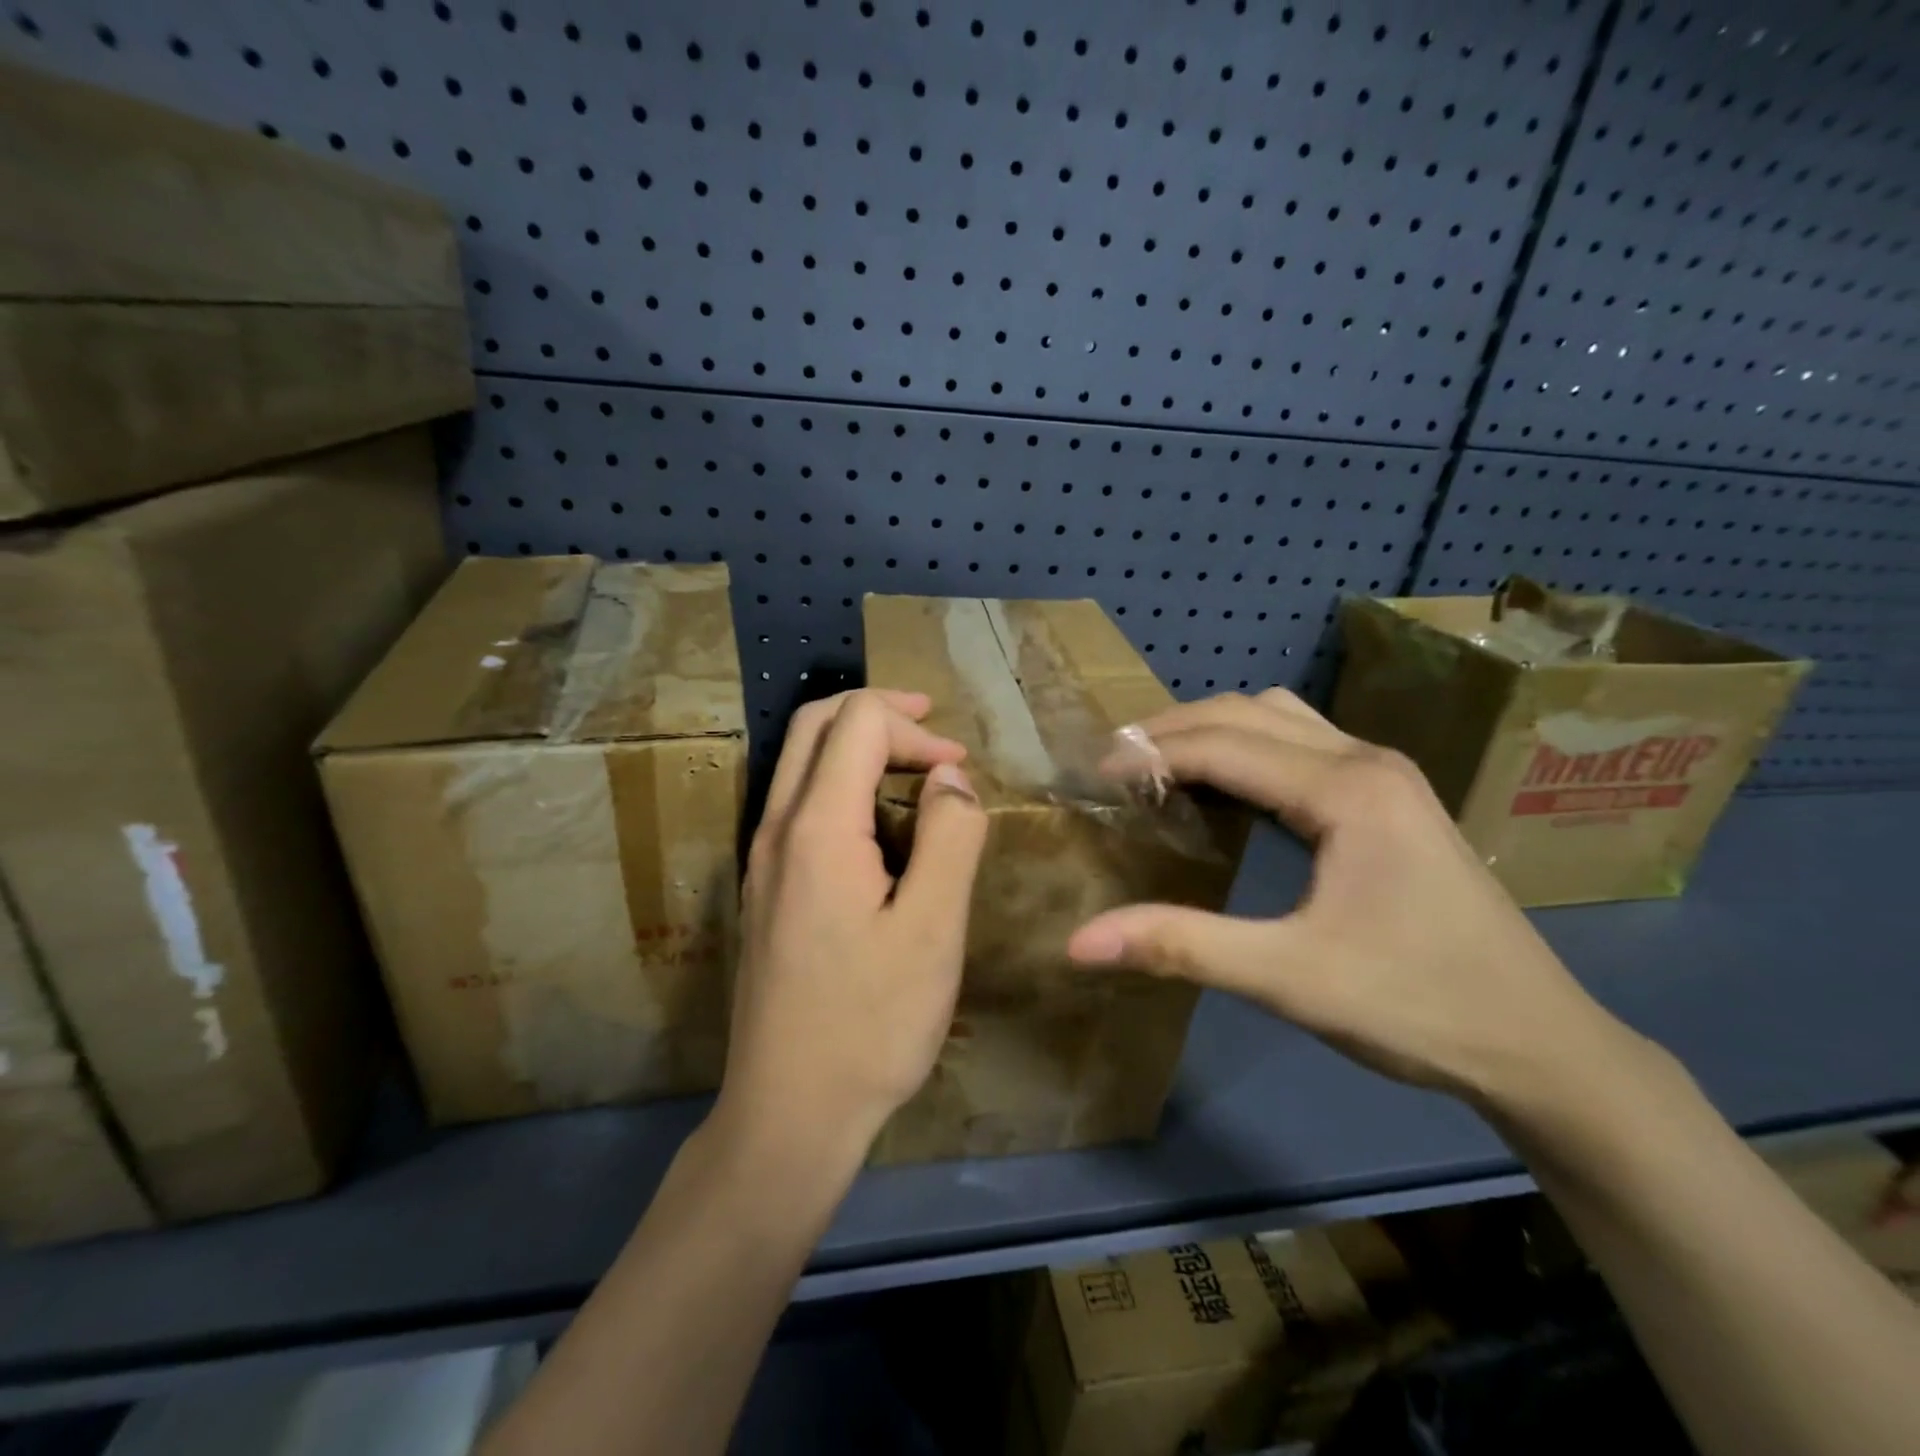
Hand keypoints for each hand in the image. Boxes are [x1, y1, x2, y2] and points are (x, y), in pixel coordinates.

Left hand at [716, 689, 988, 1161]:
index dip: (915, 729)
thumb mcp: (932, 930)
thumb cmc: (870, 1025)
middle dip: (880, 715)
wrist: (788, 1113)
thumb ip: (949, 838)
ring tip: (917, 774)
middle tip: (934, 733)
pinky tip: (881, 825)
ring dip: (859, 747)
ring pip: (801, 763)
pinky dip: (842, 784)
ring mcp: (762, 861)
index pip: (857, 723)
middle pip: (815, 726)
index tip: (960, 770)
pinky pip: (798, 805)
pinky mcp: (765, 890)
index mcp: (816, 828)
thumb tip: (950, 779)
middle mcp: (775, 829)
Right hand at [1066, 690, 1642, 1107]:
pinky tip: (1226, 787)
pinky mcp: (1391, 796)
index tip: (1095, 776)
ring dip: (1212, 730)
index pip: (1221, 745)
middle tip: (1116, 763)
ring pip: (1278, 717)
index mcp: (1346, 789)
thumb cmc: (1416, 1006)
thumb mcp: (1289, 979)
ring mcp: (1385, 774)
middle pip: (1247, 711)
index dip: (1150, 754)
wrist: (1542, 1044)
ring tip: (1160, 765)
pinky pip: (1301, 742)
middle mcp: (1366, 759)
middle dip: (1173, 728)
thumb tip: (1080, 941)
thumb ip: (1181, 946)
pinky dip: (1247, 747)